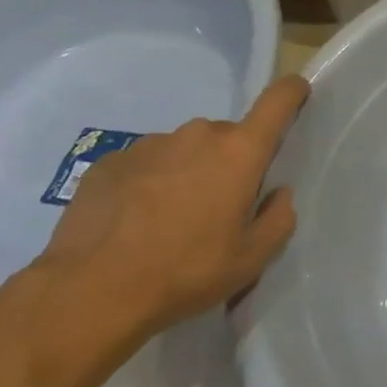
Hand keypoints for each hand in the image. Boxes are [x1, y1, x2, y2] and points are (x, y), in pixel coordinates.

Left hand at [34, 76, 308, 341]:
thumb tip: (278, 194)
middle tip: (217, 209)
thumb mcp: (250, 259)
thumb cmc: (185, 272)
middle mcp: (198, 134)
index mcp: (239, 151)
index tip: (298, 95)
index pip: (278, 100)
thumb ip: (279, 219)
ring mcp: (150, 145)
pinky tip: (132, 224)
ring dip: (187, 174)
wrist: (88, 294)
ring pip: (184, 150)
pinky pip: (144, 164)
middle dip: (229, 163)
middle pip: (228, 137)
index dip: (293, 92)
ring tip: (168, 222)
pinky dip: (147, 185)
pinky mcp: (110, 161)